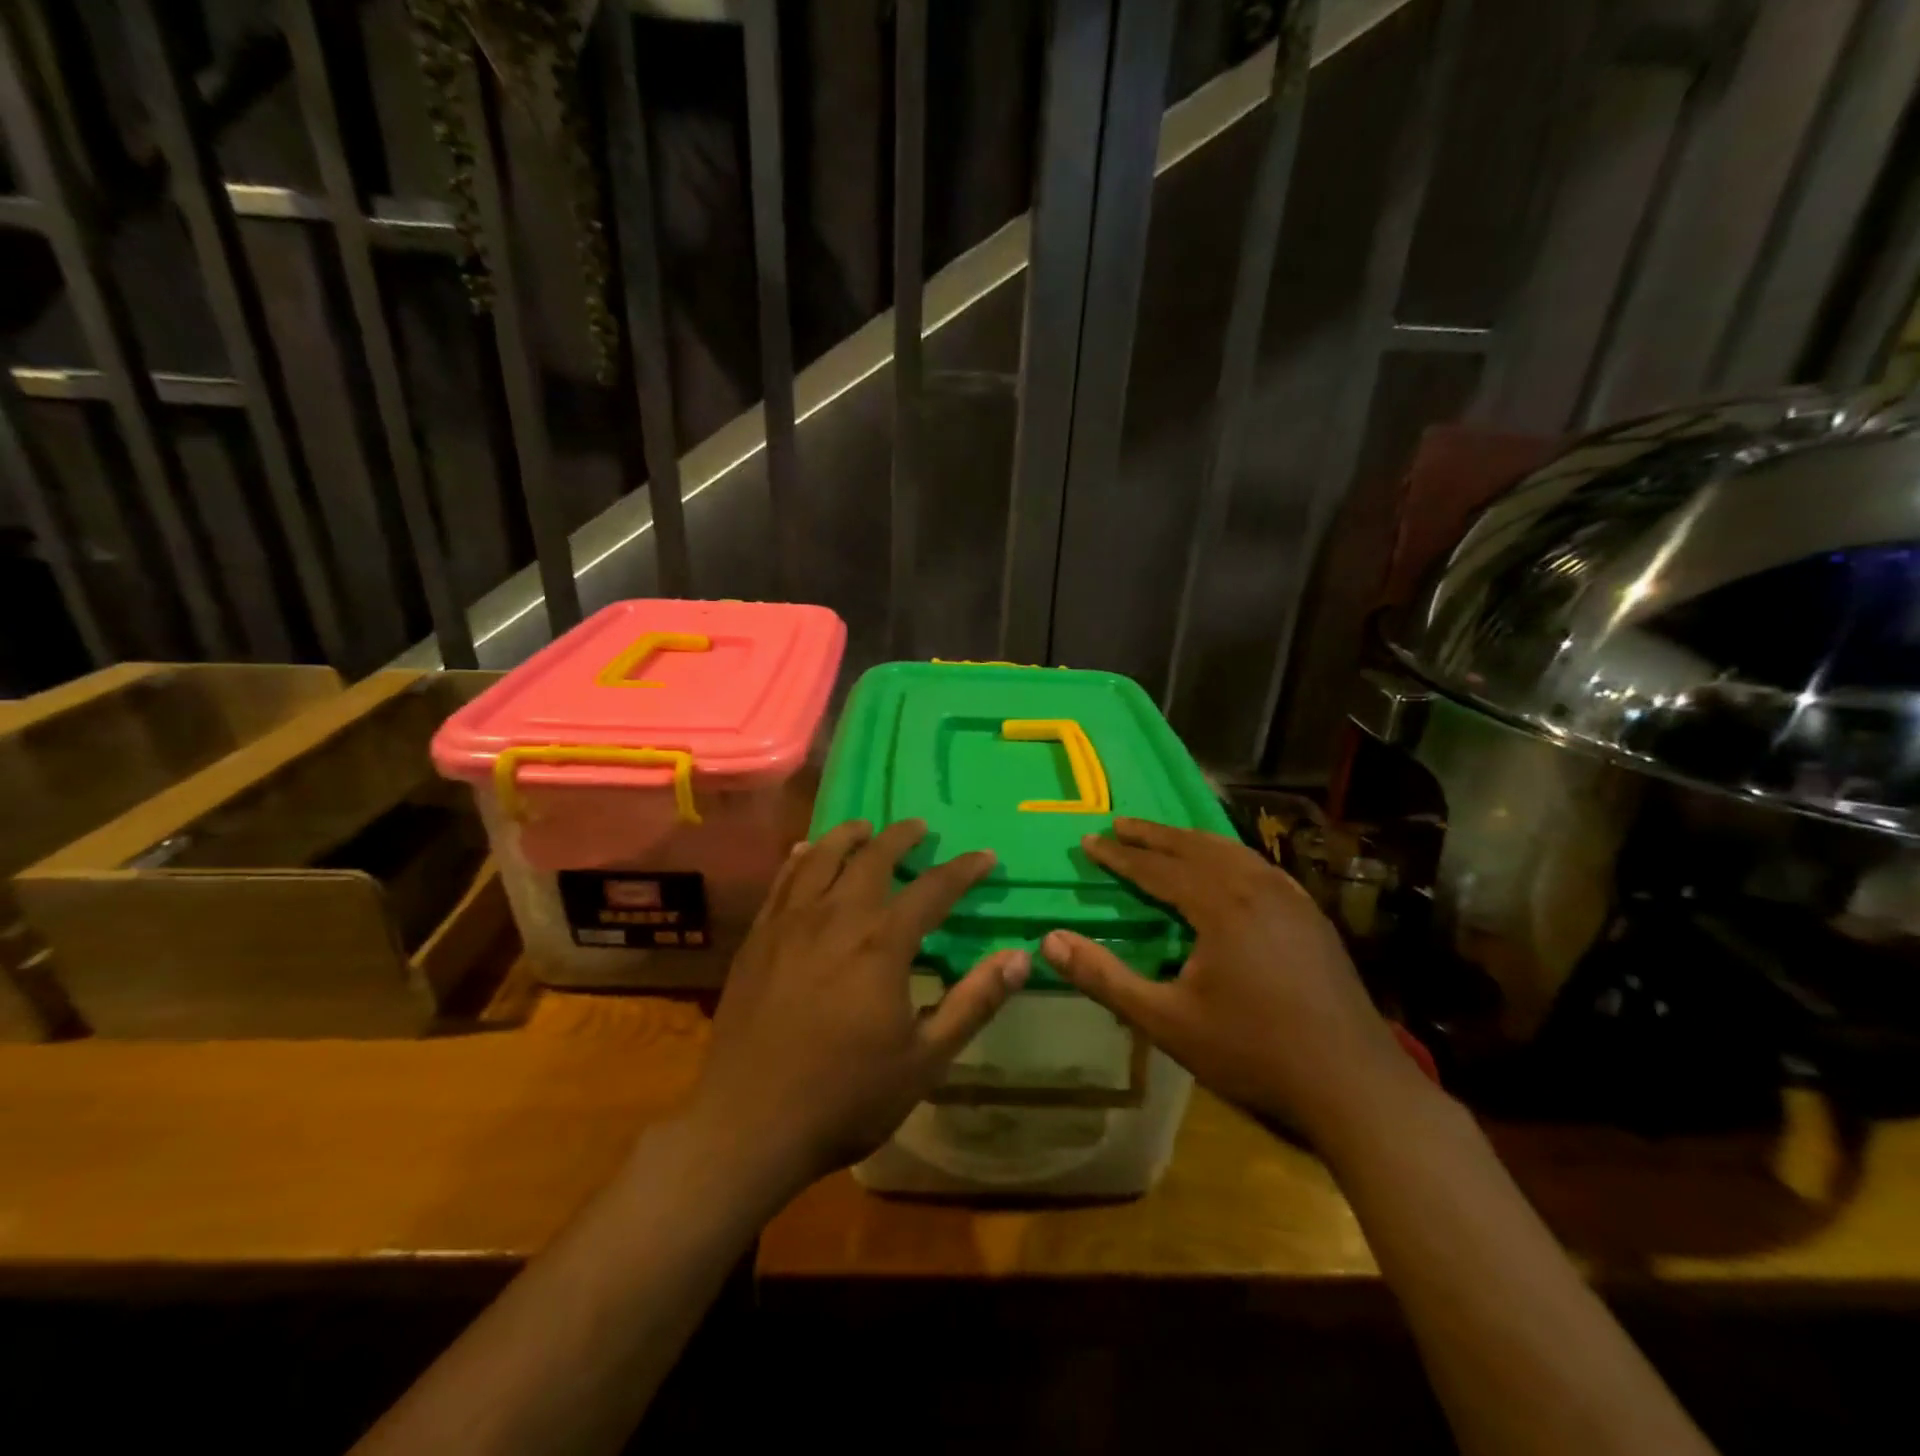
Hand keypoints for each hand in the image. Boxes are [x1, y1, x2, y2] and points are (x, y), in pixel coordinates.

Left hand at [688, 818, 1029, 1187]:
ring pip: (821, 857)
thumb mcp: (925, 1060)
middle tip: (919, 827)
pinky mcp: (758, 938)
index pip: (933, 890)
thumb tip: (1019, 958)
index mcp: (881, 944)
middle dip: (901, 837)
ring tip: (865, 828)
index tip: (984, 856)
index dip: (963, 870)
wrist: (748, 1124)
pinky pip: (782, 882)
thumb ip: (973, 1003)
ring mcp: (790, 924)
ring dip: (848, 836)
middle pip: (872, 859)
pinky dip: (800, 858)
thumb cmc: (845, 1096)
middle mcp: (836, 918)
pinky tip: (804, 852)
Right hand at [1042, 818, 1415, 1140]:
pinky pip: (1259, 866)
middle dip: (1152, 834)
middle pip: (1194, 847)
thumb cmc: (1252, 1052)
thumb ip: (1105, 978)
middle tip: (1119, 824)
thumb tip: (1049, 941)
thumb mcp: (1166, 1021)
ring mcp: (1290, 898)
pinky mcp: (1311, 916)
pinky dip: (1227, 855)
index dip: (1119, 855)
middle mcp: (1256, 886)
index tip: (1088, 841)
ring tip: (1163, 837)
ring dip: (1190, 840)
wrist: (1353, 1083)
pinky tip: (1226, 868)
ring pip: (1230, 851)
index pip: (1156, 867)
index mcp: (1220, 904)